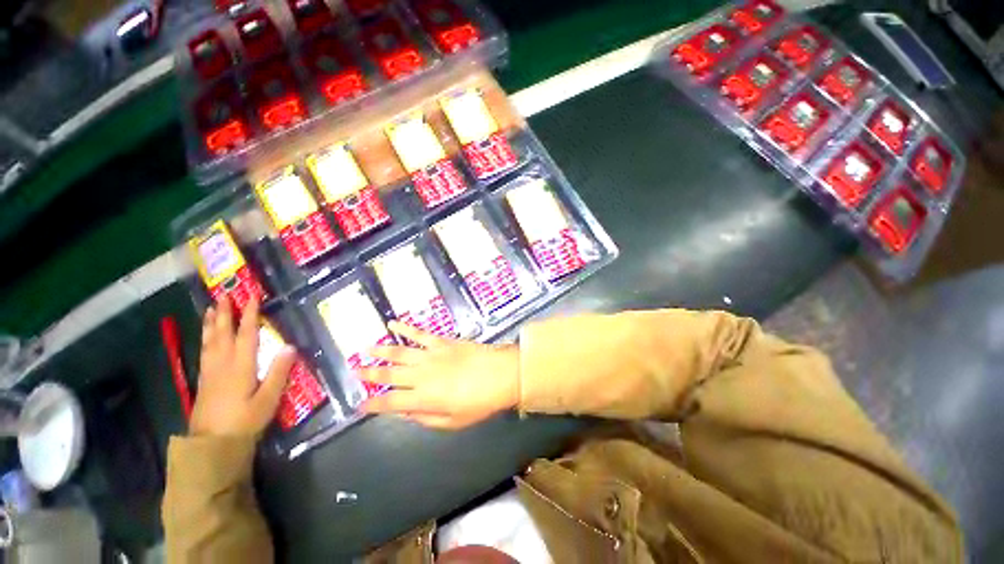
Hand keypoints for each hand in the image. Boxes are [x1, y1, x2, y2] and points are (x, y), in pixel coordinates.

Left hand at [190, 297, 294, 436]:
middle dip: (224, 313)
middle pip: (223, 334)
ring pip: (210, 342)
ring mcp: (210, 372)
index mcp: (240, 366)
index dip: (249, 315)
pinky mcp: (204, 381)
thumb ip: (278, 372)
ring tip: (210, 309)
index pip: (246, 335)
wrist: (212, 446)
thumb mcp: (268, 399)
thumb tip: (290, 345)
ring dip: (211, 323)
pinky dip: (205, 339)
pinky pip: (204, 352)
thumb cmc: (244, 421)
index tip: (252, 297)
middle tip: (223, 295)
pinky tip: (206, 338)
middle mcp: (222, 364)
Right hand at [359, 322, 519, 429]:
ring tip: (365, 349)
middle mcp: (421, 375)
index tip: (359, 405)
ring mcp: (431, 355)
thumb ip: (425, 418)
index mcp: (423, 398)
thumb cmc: (480, 402)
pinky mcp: (442, 341)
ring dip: (381, 351)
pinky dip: (405, 328)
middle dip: (370, 374)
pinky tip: (393, 323)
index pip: (390, 402)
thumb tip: (405, 412)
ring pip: (399, 352)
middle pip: (389, 375)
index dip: (373, 405)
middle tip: (355, 372)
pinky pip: (419, 334)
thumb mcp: (453, 421)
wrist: (501, 374)